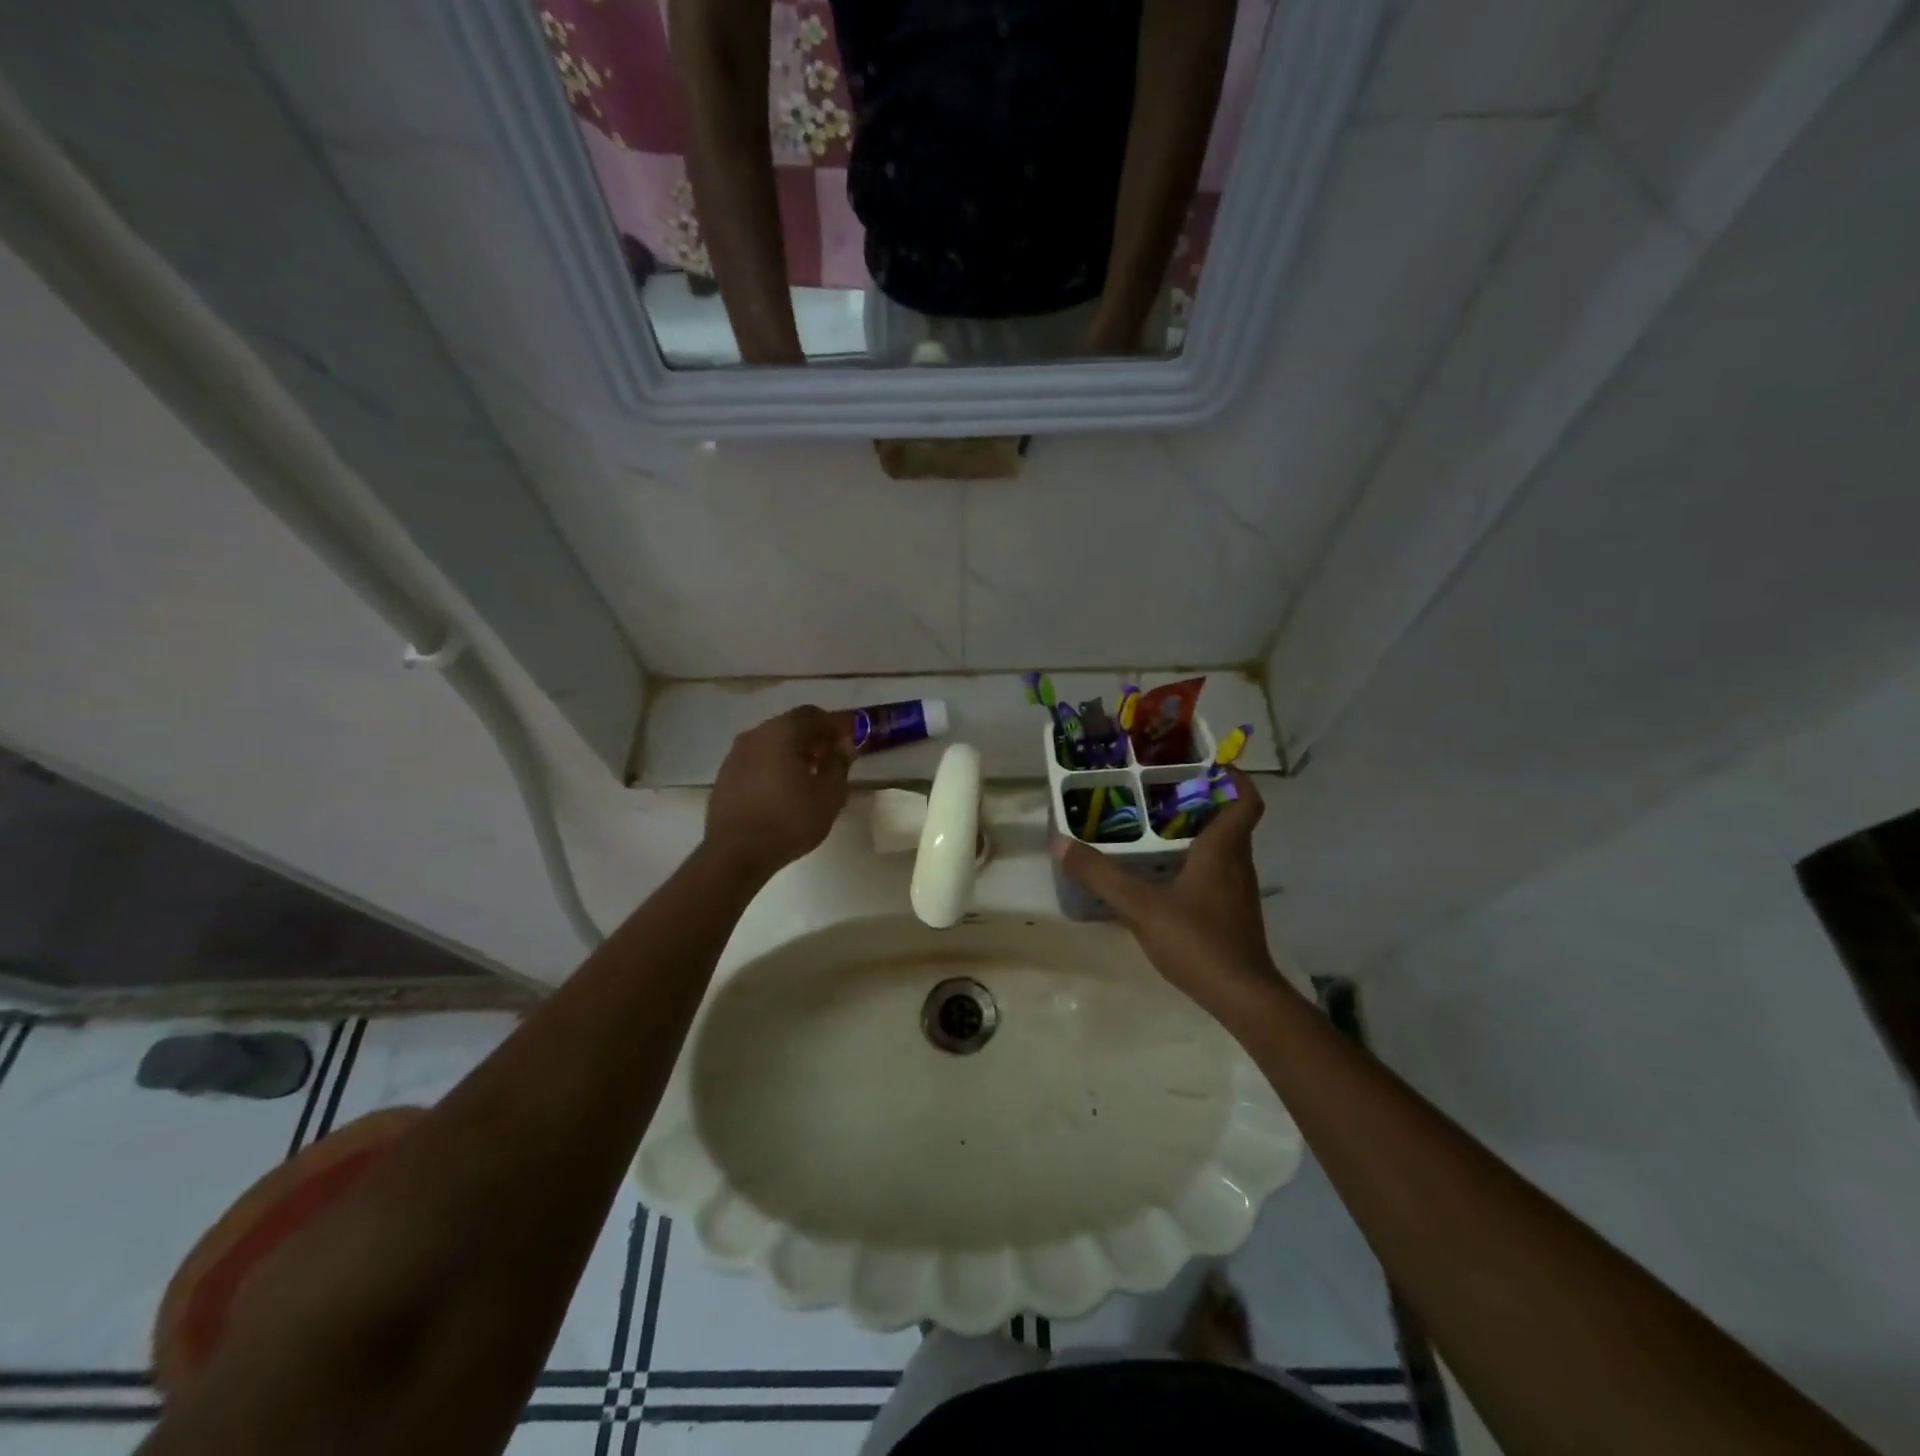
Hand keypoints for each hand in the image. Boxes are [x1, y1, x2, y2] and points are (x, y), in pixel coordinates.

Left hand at [704, 706, 853, 881]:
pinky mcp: (726, 775)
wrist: (735, 854)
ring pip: (772, 742)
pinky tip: (785, 788)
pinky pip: (758, 759)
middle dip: (815, 737)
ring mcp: (736, 754)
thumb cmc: (789, 821)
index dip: (836, 725)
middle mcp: (756, 735)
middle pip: (791, 725)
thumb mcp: (829, 795)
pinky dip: (775, 764)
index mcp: (782, 733)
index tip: (852, 739)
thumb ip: (839, 764)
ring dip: (794, 751)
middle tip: (834, 756)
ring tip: (811, 774)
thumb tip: (844, 745)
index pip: (814, 715)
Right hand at [1052, 769, 1282, 1006]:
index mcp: (1222, 849)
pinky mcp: (1234, 914)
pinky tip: (1167, 876)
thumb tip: (1061, 842)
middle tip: (1164, 792)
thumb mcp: (1141, 907)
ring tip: (1159, 827)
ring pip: (1225, 847)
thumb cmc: (1198, 941)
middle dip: (1204, 800)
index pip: (1245, 800)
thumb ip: (1101, 875)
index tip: (1207, 764)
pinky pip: (1219, 872)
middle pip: (1231, 820)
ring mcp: (1238, 891)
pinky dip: (1198, 862)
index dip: (1233, 778)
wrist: (1242, 997)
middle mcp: (1237, 863)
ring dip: (1200, 831)